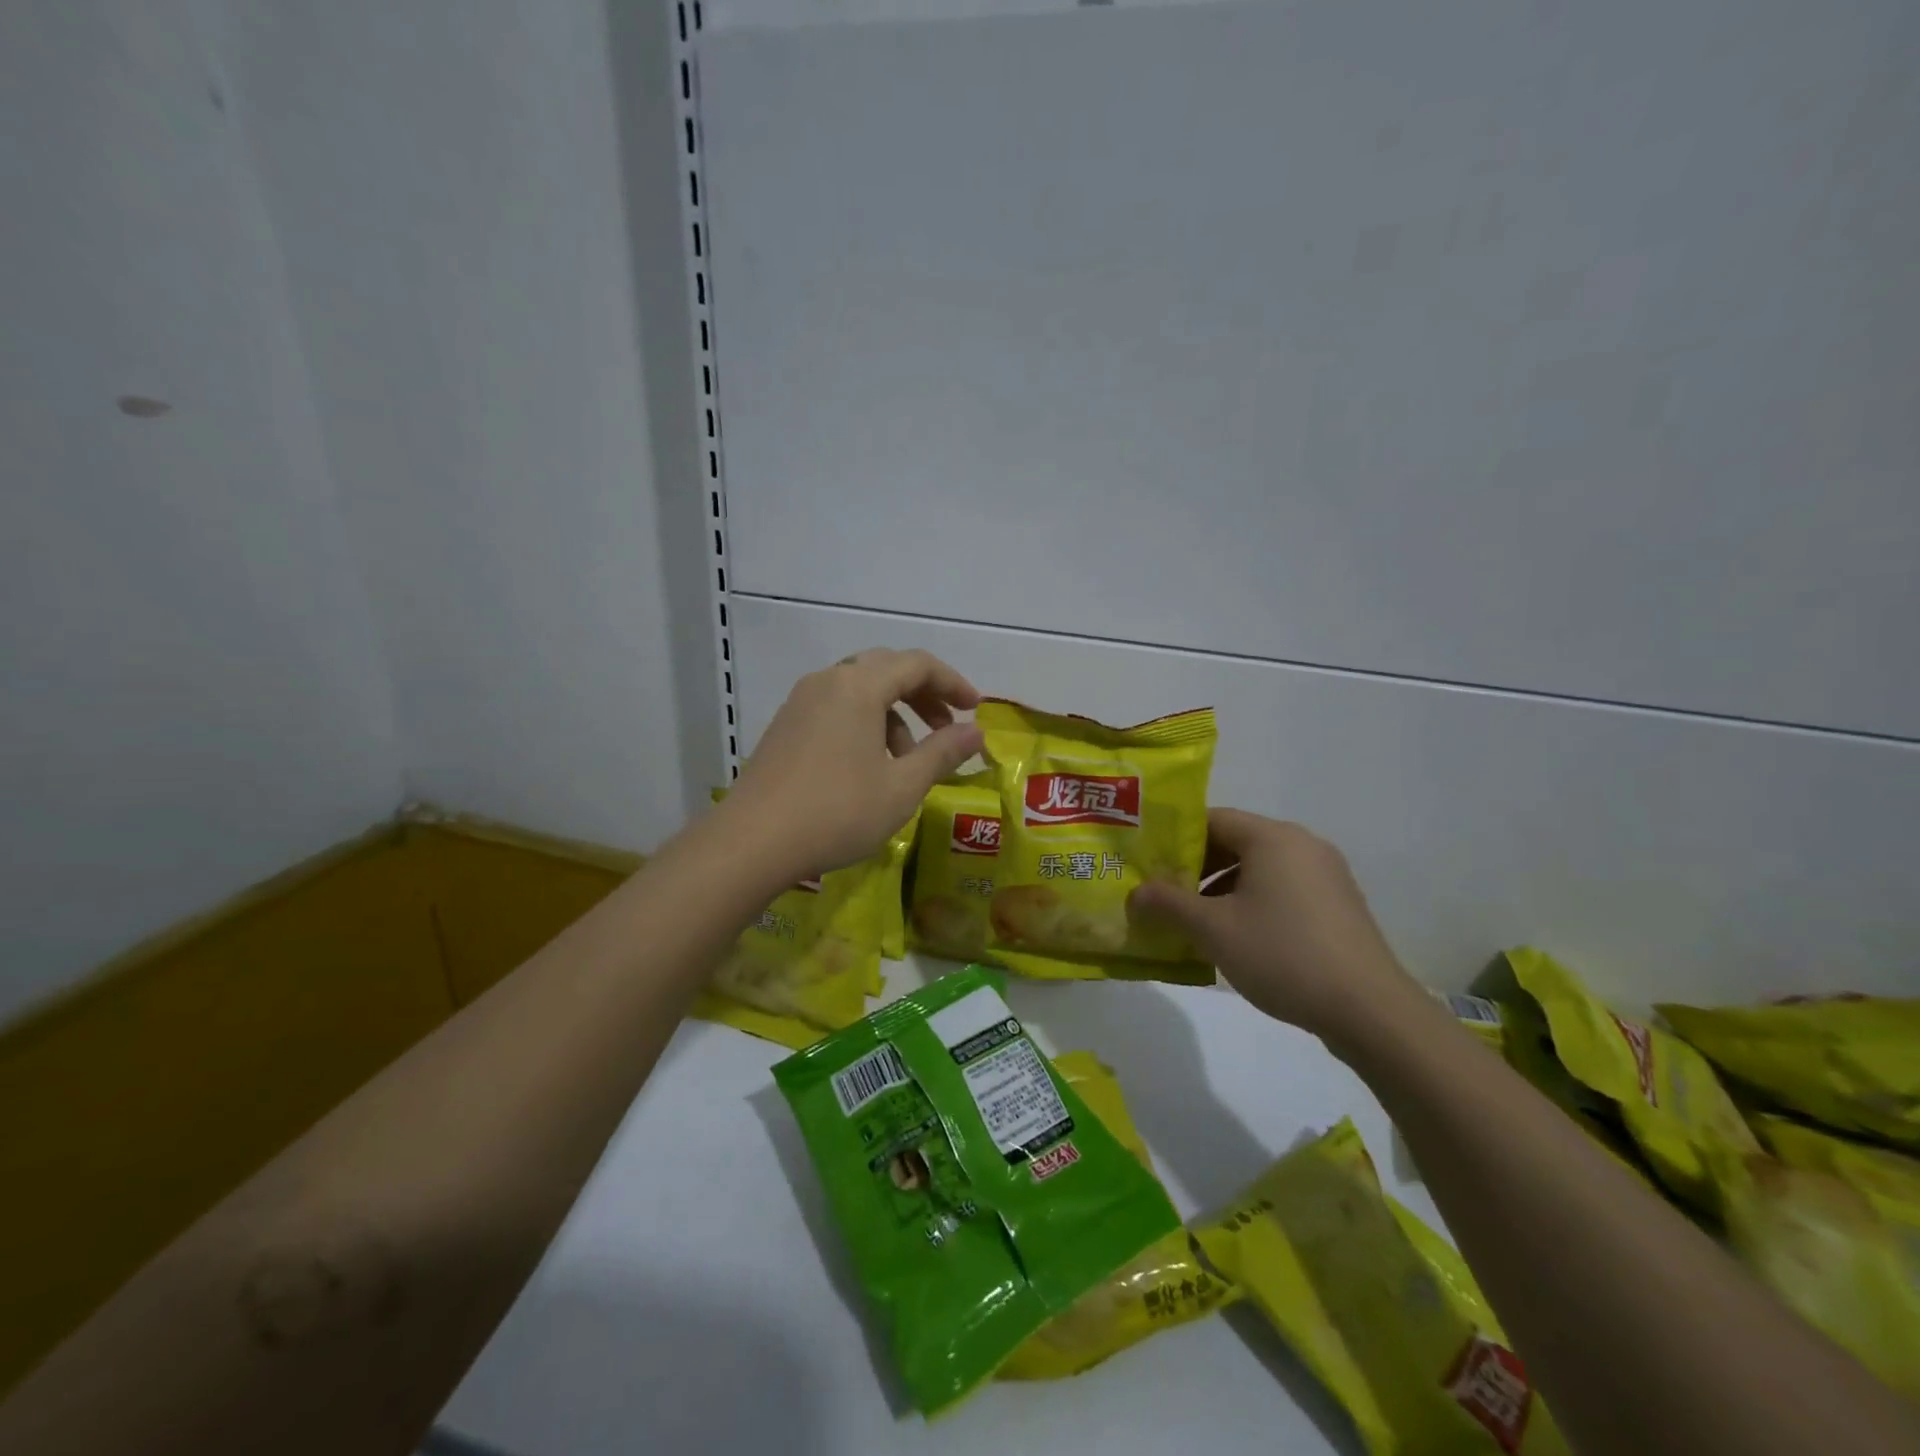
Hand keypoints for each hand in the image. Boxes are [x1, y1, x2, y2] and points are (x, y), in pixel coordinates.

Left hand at [725, 648, 983, 875]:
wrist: (752, 842)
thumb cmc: (837, 812)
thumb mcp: (901, 787)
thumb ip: (942, 753)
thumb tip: (976, 731)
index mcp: (859, 686)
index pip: (917, 664)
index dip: (953, 683)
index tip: (975, 710)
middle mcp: (828, 681)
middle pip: (887, 669)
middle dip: (924, 695)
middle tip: (947, 728)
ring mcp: (801, 702)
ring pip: (860, 691)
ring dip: (894, 715)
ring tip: (908, 760)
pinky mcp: (785, 726)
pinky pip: (836, 708)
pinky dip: (865, 725)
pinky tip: (870, 768)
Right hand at [1132, 810, 1423, 1044]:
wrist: (1370, 1010)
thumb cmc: (1283, 955)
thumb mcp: (1213, 930)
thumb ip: (1168, 904)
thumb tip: (1134, 894)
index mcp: (1273, 837)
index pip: (1212, 818)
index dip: (1175, 838)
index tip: (1148, 863)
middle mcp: (1302, 845)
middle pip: (1236, 842)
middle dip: (1196, 868)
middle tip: (1163, 895)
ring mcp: (1326, 875)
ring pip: (1259, 869)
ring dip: (1222, 889)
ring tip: (1194, 922)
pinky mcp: (1338, 905)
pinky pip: (1283, 890)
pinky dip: (1253, 903)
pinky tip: (1236, 938)